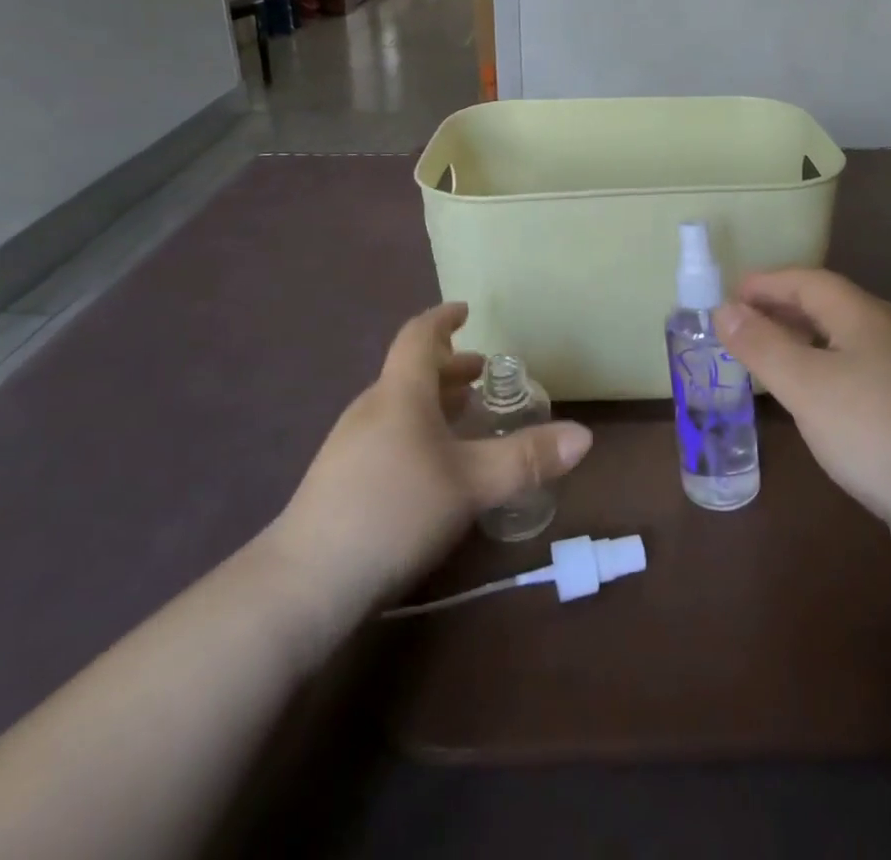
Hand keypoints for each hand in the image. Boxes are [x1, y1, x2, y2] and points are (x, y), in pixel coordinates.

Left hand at [269, 303, 592, 621]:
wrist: (306, 581)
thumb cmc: (394, 510)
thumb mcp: (470, 483)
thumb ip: (525, 459)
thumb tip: (584, 436)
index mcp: (400, 392)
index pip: (419, 336)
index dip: (443, 319)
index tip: (465, 310)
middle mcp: (373, 408)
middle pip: (412, 371)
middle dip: (450, 367)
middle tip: (483, 373)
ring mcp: (352, 443)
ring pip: (401, 405)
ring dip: (435, 400)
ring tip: (467, 415)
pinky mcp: (343, 478)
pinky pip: (390, 433)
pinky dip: (420, 429)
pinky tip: (435, 464)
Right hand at [717, 269, 890, 559]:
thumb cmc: (873, 429)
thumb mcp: (804, 384)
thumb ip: (760, 344)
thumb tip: (723, 309)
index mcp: (864, 315)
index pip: (808, 281)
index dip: (766, 283)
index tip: (729, 295)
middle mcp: (890, 332)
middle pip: (829, 305)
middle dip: (782, 309)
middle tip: (741, 324)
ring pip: (845, 339)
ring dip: (803, 339)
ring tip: (769, 356)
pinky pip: (859, 369)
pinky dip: (825, 368)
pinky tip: (815, 397)